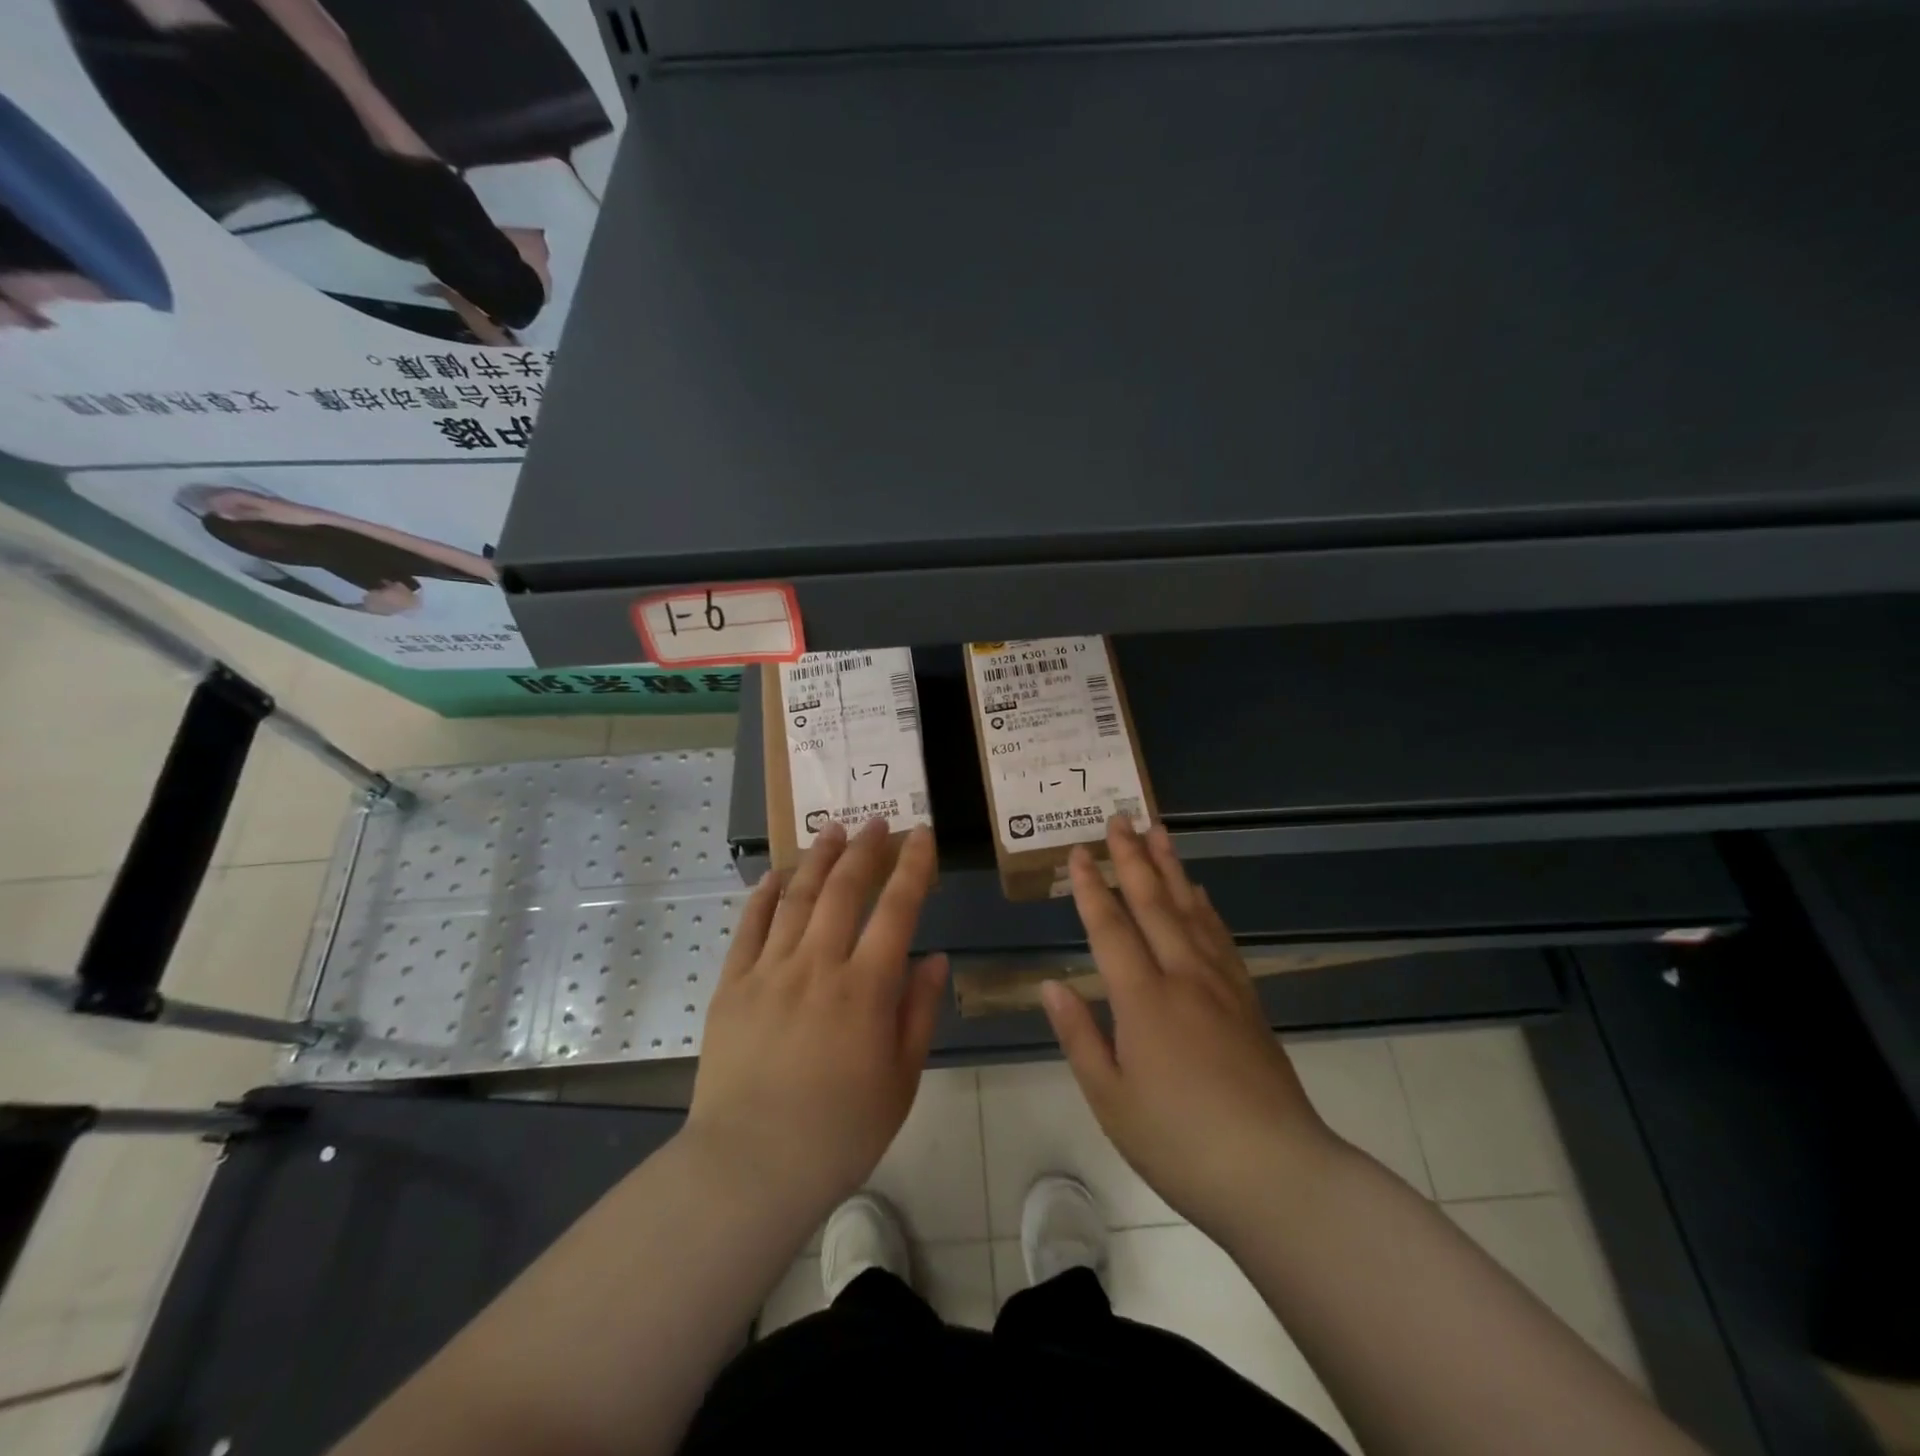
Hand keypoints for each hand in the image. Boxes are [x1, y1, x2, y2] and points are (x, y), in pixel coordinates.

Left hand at [686, 819, 947, 1224]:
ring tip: (832, 830)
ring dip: (818, 860)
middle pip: (844, 890)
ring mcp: (770, 971)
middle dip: (865, 850)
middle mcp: (818, 966)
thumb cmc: (839, 1132)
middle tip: (877, 822)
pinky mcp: (732, 986)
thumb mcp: (900, 1081)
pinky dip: (764, 896)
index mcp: (865, 989)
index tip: (922, 835)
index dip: (913, 867)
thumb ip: (918, 1013)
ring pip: (797, 898)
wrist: (750, 1167)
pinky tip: (775, 875)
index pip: (897, 910)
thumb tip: (935, 959)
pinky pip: (749, 928)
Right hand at [1043, 819, 1338, 1238]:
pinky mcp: (1248, 1001)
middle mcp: (1182, 978)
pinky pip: (1222, 939)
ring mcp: (1221, 986)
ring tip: (1160, 832)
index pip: (1110, 928)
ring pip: (1191, 911)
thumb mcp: (1111, 1099)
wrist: (1276, 1174)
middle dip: (1133, 858)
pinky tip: (1200, 894)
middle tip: (1120, 817)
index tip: (1079, 851)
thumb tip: (1051, 985)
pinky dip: (1206, 908)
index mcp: (1143, 1000)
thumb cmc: (1179, 1143)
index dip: (1092, 888)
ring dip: (1171, 868)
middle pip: (1153, 904)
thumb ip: (1079, 1036)